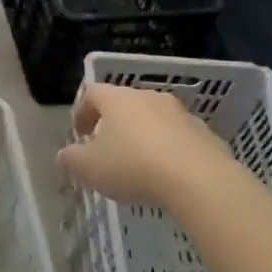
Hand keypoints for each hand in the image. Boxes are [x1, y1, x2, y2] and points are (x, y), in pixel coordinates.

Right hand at [57, 82, 234, 205]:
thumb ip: (70, 158)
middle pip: (125, 103)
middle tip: (106, 148)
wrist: (198, 179)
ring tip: (137, 163)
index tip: (79, 134)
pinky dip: (167, 149)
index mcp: (117, 99)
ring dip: (142, 135)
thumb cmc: (132, 166)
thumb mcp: (87, 168)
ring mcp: (180, 113)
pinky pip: (177, 137)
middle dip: (112, 123)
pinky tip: (165, 174)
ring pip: (153, 119)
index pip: (92, 92)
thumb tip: (66, 154)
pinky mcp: (204, 133)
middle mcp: (149, 98)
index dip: (81, 111)